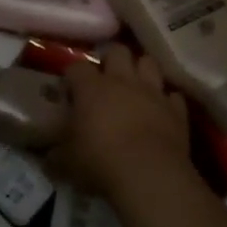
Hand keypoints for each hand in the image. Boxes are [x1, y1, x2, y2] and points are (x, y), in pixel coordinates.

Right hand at [58, 45, 190, 200]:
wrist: (149, 175)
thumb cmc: (99, 161)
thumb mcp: (66, 162)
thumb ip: (55, 155)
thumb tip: (49, 157)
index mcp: (91, 88)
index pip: (77, 66)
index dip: (72, 76)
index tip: (69, 90)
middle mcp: (123, 81)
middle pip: (117, 51)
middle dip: (110, 59)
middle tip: (104, 79)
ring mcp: (153, 93)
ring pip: (148, 63)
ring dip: (141, 71)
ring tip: (134, 86)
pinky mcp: (177, 110)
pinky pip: (172, 96)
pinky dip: (166, 100)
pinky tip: (160, 110)